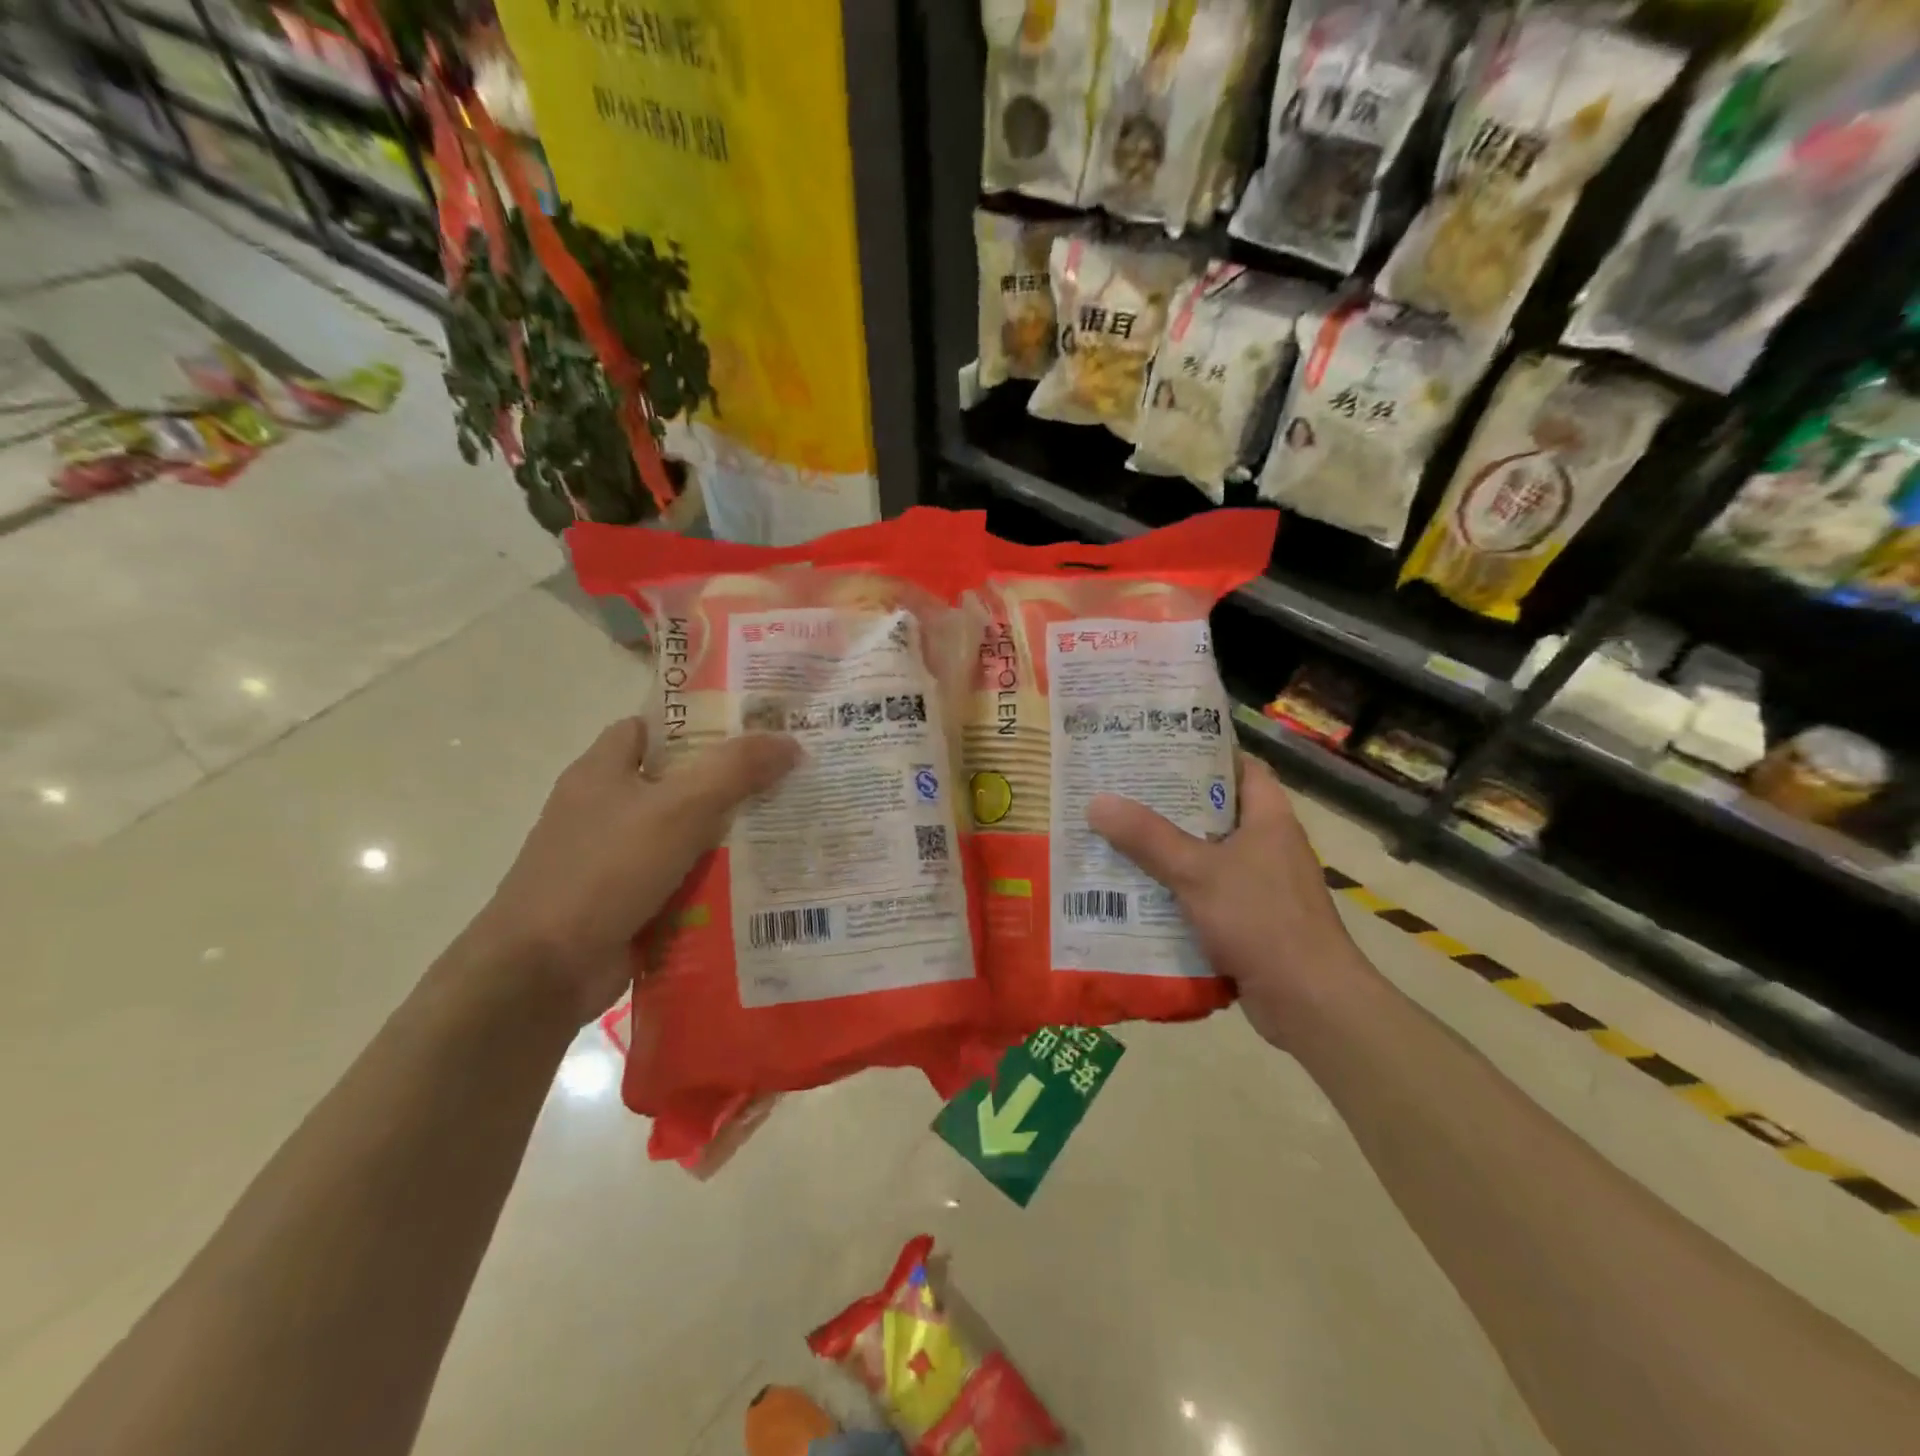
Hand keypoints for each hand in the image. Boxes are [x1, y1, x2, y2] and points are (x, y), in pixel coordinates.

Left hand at [475, 717, 799, 1022]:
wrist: (544, 971)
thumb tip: (790, 741)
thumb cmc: (605, 870)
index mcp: (603, 771)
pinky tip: (759, 885)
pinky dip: (714, 883)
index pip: (653, 728)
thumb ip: (735, 770)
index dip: (700, 723)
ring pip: (684, 836)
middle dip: (730, 784)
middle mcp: (605, 810)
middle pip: (678, 783)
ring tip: (787, 831)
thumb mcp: (679, 808)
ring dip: (728, 838)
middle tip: (787, 781)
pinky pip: (681, 881)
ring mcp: (614, 860)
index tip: (754, 729)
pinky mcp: (627, 904)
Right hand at [1087, 752, 1375, 1049]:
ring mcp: (1261, 888)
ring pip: (1207, 858)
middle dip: (1169, 806)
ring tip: (1117, 841)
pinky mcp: (1251, 924)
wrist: (1310, 1003)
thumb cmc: (1261, 919)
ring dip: (1167, 854)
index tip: (1158, 749)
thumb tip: (1098, 802)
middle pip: (1215, 813)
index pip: (1241, 768)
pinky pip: (1206, 897)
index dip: (1204, 754)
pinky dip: (1176, 895)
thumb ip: (1147, 837)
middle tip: (1121, 794)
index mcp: (1269, 819)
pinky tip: (1137, 896)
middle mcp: (1268, 847)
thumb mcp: (1197, 871)